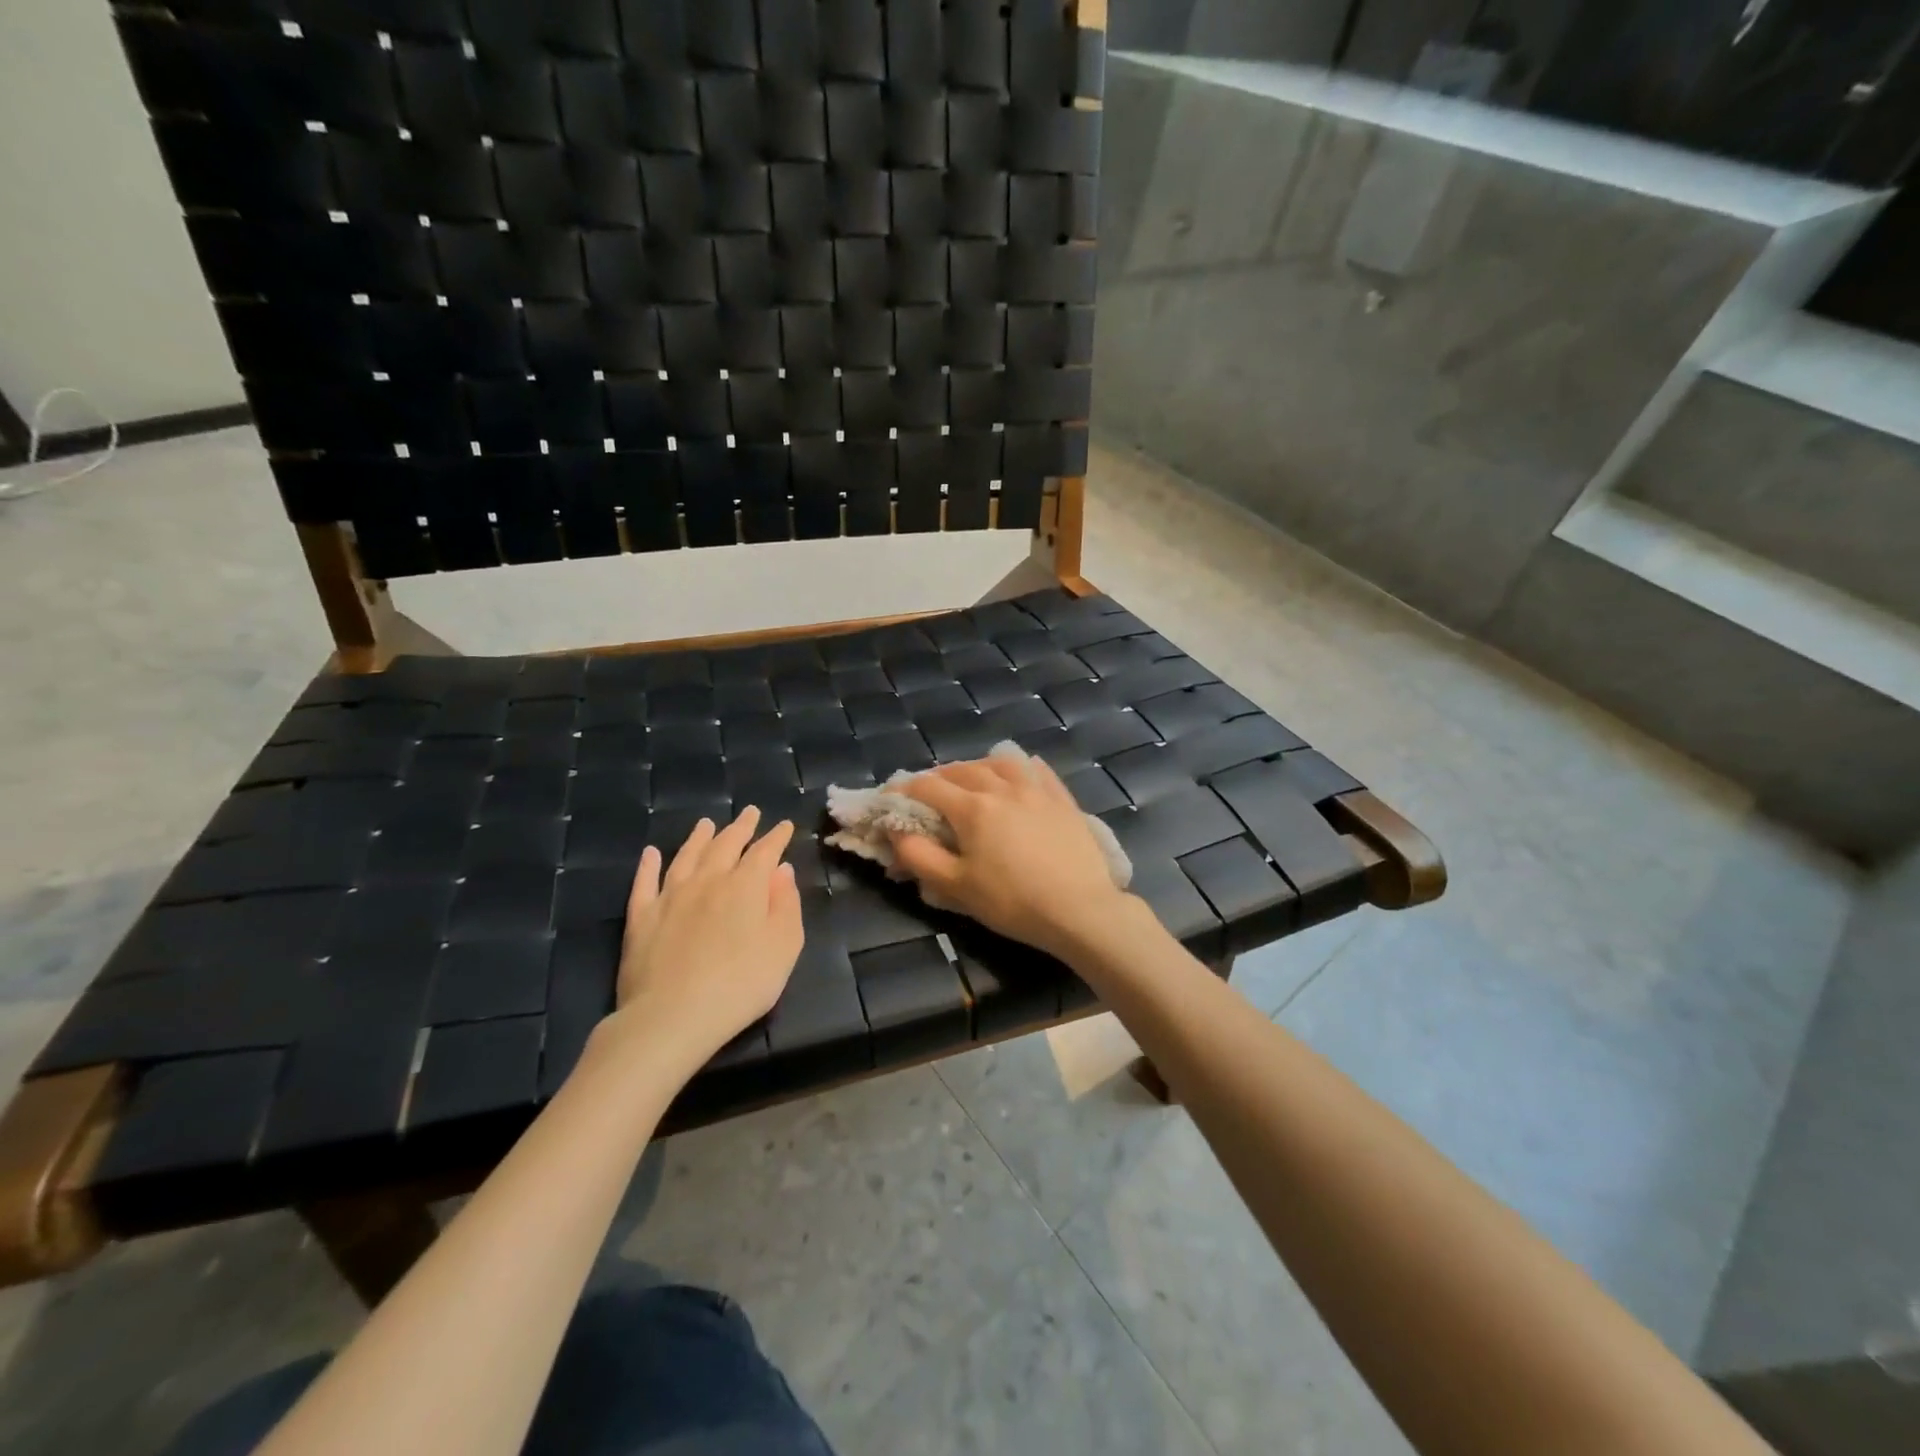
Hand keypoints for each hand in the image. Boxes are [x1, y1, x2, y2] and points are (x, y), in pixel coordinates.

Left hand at [608, 807, 803, 1072]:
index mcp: (745, 886)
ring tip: (707, 823)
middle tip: (749, 812)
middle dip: (741, 827)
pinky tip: (650, 853)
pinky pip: (644, 882)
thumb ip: (786, 904)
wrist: (672, 1016)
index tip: (784, 825)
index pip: (764, 851)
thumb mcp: (784, 946)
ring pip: (686, 856)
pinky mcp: (641, 918)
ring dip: (699, 837)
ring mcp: (670, 896)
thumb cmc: (741, 984)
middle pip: (726, 845)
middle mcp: (708, 881)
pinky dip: (648, 865)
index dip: (776, 837)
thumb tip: (782, 870)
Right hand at [890, 754, 1132, 960]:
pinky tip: (1018, 774)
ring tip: (971, 779)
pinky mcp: (1062, 799)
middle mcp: (1002, 788)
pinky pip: (1037, 770)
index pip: (927, 787)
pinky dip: (1019, 767)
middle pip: (962, 769)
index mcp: (972, 808)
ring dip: (977, 766)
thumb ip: (919, 856)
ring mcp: (1036, 790)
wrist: (1081, 909)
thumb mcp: (957, 886)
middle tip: (928, 793)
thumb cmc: (1013, 901)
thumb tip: (895, 832)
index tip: (889, 801)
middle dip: (938, 777)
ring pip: (1000, 763)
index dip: (902, 791)